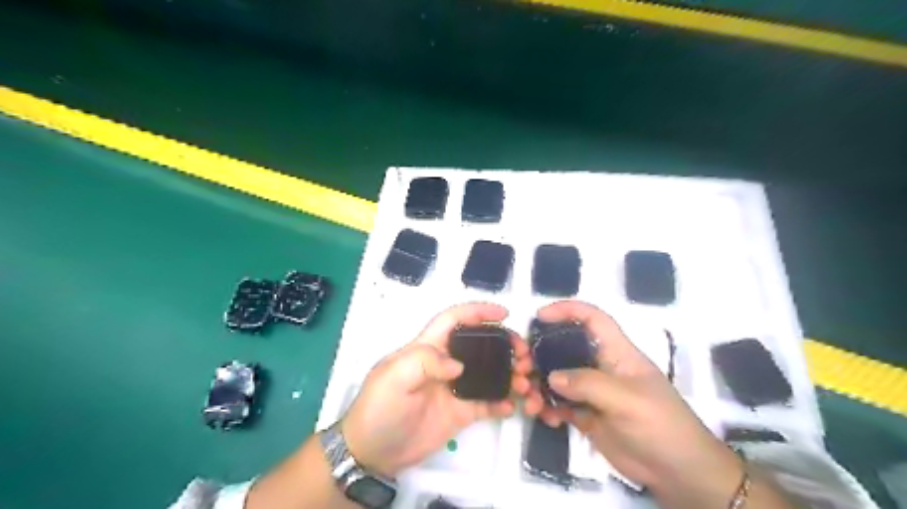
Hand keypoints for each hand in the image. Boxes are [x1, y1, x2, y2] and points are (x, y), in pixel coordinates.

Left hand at [338, 302, 536, 476]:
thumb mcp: (393, 378)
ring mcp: (455, 388)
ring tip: (525, 383)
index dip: (477, 312)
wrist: (372, 453)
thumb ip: (423, 362)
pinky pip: (487, 403)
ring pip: (489, 373)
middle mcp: (445, 364)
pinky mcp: (460, 413)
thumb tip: (459, 366)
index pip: (454, 320)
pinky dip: (503, 402)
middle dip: (504, 344)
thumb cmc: (379, 409)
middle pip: (480, 344)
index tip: (504, 313)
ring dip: (509, 373)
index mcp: (427, 348)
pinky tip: (513, 407)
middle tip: (523, 356)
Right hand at [537, 303, 743, 508]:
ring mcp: (594, 392)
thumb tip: (551, 377)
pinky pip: (560, 404)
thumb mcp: (627, 400)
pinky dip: (548, 408)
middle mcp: (602, 367)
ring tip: (529, 401)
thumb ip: (588, 384)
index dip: (568, 310)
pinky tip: (545, 417)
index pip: (593, 319)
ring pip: (559, 379)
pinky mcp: (588, 415)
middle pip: (566, 348)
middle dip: (542, 354)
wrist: (679, 473)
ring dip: (540, 387)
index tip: (540, 316)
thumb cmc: (660, 425)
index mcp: (617, 353)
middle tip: (522, 367)